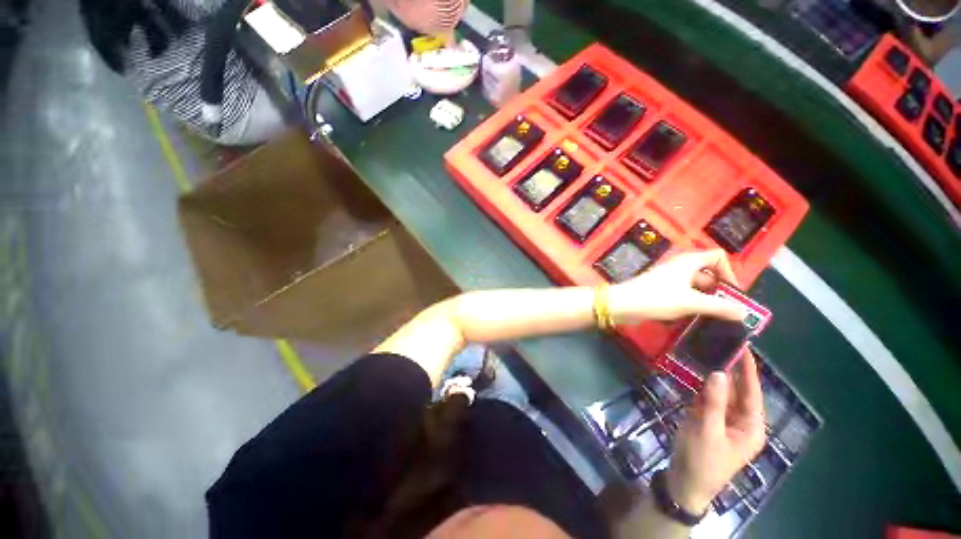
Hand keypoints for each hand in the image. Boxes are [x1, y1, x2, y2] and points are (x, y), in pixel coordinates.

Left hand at [609, 250, 743, 323]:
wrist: (622, 304)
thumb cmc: (657, 298)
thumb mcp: (691, 302)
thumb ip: (719, 307)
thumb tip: (744, 312)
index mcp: (688, 262)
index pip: (717, 257)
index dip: (729, 272)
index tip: (732, 293)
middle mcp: (679, 266)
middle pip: (707, 273)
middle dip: (719, 290)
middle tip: (726, 310)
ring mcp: (668, 278)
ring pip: (695, 286)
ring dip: (705, 299)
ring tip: (713, 317)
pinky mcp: (660, 290)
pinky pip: (682, 293)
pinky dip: (691, 303)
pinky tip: (693, 317)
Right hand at [665, 351, 766, 513]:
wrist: (684, 482)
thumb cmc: (702, 460)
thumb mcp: (708, 431)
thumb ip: (713, 401)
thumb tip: (719, 372)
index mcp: (750, 426)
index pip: (751, 392)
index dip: (748, 369)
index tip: (743, 346)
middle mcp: (740, 420)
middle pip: (737, 389)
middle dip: (731, 368)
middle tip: (721, 343)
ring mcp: (722, 419)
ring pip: (721, 391)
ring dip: (715, 373)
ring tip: (708, 350)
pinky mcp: (707, 419)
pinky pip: (707, 397)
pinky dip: (702, 384)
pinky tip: (696, 369)